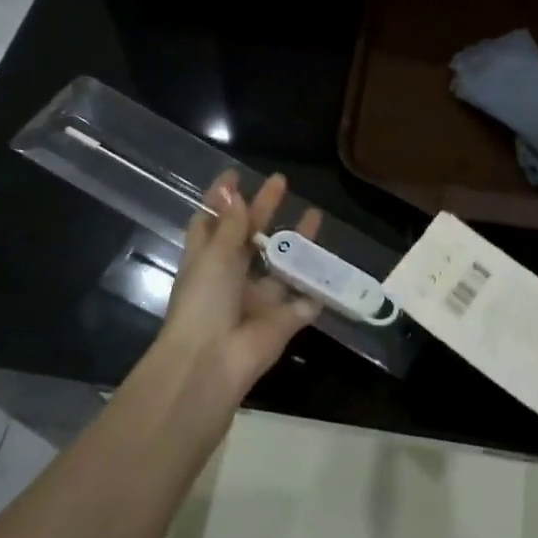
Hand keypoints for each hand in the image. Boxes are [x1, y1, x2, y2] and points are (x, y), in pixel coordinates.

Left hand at [156, 171, 322, 402]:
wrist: (212, 362)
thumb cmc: (204, 302)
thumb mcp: (215, 255)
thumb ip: (231, 225)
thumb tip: (233, 193)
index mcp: (206, 261)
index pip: (211, 223)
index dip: (222, 200)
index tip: (235, 176)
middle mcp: (230, 278)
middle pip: (249, 238)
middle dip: (264, 209)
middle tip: (281, 182)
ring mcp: (257, 301)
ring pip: (281, 266)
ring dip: (297, 244)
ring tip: (316, 215)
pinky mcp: (282, 322)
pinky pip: (303, 303)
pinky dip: (316, 290)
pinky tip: (332, 267)